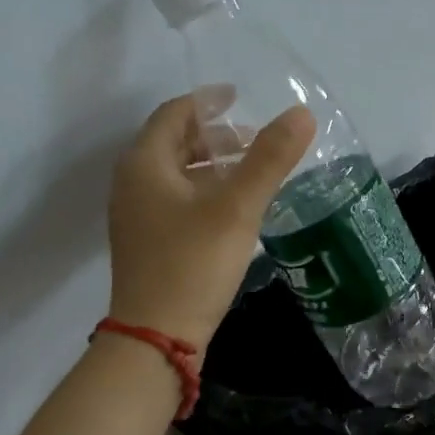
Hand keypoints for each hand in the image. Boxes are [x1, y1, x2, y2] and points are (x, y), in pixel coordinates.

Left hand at [107, 94, 314, 347]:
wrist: (157, 337)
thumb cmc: (193, 264)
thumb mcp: (236, 209)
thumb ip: (269, 160)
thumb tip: (301, 114)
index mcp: (145, 164)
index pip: (175, 114)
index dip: (208, 102)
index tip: (239, 97)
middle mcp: (133, 185)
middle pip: (174, 145)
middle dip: (215, 137)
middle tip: (255, 141)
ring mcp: (138, 218)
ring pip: (177, 177)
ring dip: (212, 168)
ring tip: (252, 174)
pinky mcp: (149, 246)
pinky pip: (177, 204)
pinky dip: (205, 195)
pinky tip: (235, 212)